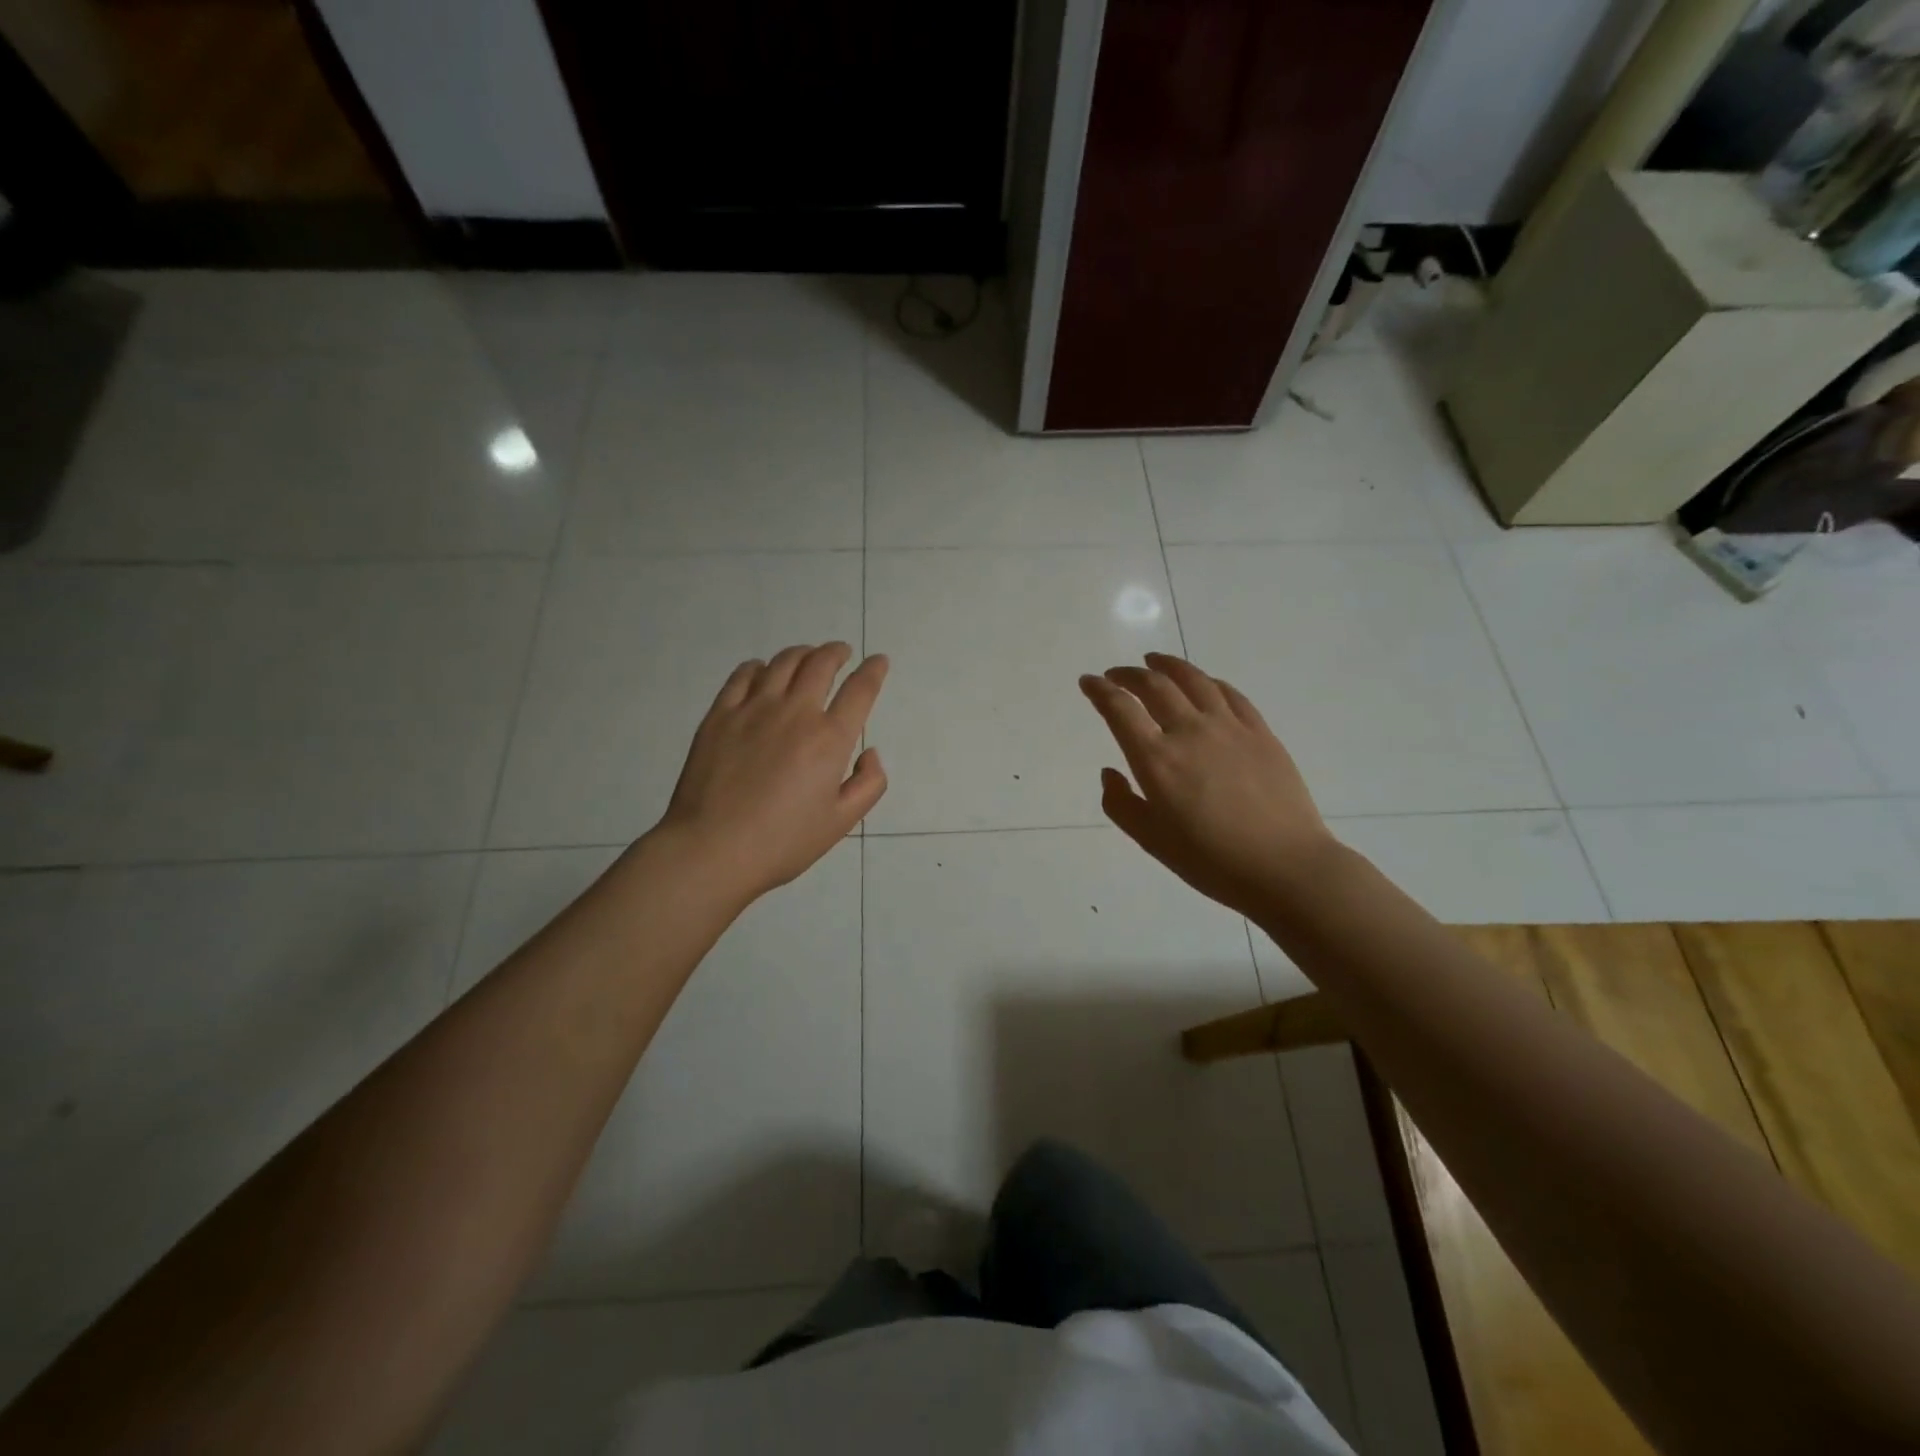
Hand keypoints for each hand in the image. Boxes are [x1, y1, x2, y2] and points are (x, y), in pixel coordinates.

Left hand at [657, 643, 887, 902]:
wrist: (712, 849)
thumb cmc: (782, 842)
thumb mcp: (841, 822)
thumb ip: (869, 784)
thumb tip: (870, 752)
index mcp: (830, 739)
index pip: (860, 690)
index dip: (874, 670)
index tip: (879, 661)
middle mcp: (795, 712)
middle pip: (821, 664)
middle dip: (837, 652)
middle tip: (842, 652)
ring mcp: (753, 709)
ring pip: (783, 662)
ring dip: (802, 653)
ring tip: (807, 657)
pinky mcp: (720, 714)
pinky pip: (742, 675)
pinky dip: (759, 666)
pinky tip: (762, 672)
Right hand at [1079, 653, 1337, 917]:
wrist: (1285, 866)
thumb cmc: (1211, 860)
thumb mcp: (1151, 840)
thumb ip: (1121, 804)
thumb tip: (1110, 772)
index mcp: (1156, 760)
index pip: (1119, 710)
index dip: (1099, 690)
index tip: (1088, 682)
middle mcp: (1189, 732)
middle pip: (1154, 686)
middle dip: (1129, 675)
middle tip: (1116, 675)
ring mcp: (1228, 727)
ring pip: (1193, 680)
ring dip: (1167, 665)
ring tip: (1154, 662)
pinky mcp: (1260, 732)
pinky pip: (1230, 694)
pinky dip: (1208, 682)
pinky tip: (1202, 683)